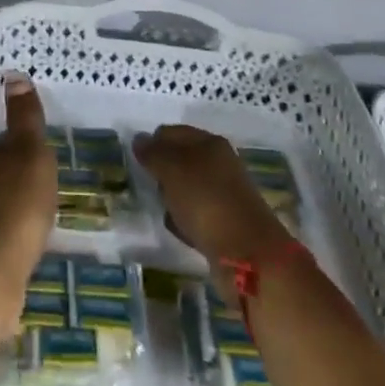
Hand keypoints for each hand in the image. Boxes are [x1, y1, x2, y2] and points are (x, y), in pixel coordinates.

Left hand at [0, 73, 57, 301]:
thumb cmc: (18, 206)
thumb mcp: (30, 154)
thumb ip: (25, 119)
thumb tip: (15, 76)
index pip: (8, 141)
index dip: (27, 142)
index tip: (45, 148)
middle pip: (3, 170)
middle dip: (22, 172)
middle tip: (50, 177)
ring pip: (1, 200)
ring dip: (19, 201)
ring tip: (45, 209)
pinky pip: (3, 230)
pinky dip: (16, 229)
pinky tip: (30, 239)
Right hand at [135, 125, 290, 265]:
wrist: (247, 253)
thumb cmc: (206, 201)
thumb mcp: (173, 170)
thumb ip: (153, 153)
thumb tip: (139, 138)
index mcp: (210, 143)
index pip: (172, 132)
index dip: (152, 143)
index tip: (137, 163)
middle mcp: (219, 163)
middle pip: (180, 160)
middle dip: (161, 172)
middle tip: (148, 186)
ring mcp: (224, 193)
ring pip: (187, 187)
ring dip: (171, 197)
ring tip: (162, 209)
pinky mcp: (225, 221)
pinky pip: (196, 213)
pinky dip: (184, 219)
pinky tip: (178, 229)